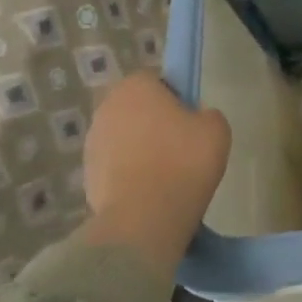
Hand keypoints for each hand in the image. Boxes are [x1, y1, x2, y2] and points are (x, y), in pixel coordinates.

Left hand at [79, 72, 231, 280]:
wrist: (144, 219)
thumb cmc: (183, 162)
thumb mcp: (216, 128)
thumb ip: (206, 114)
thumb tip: (195, 120)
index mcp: (135, 87)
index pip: (156, 81)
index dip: (175, 98)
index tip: (190, 120)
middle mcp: (106, 108)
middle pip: (136, 109)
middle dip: (154, 123)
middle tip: (180, 146)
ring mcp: (92, 144)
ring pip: (124, 138)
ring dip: (140, 149)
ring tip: (166, 174)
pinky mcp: (86, 178)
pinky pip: (115, 167)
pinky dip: (130, 175)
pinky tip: (150, 192)